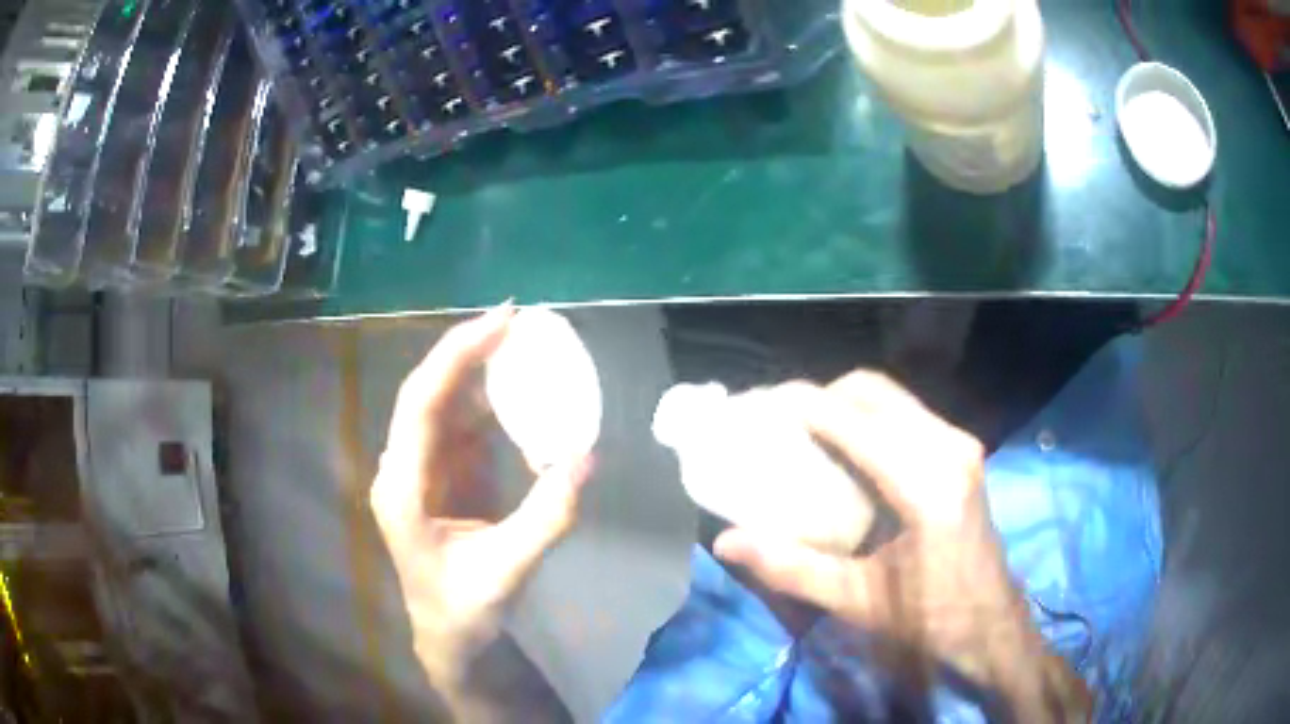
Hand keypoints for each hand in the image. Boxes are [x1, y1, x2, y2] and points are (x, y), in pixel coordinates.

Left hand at [370, 305, 592, 716]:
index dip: (457, 356)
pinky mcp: (442, 476)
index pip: (422, 404)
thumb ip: (546, 517)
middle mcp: (404, 468)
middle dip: (468, 351)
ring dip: (479, 372)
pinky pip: (461, 426)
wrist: (449, 636)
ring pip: (444, 404)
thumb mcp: (507, 570)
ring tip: (522, 346)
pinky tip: (517, 393)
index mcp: (403, 488)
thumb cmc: (465, 610)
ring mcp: (421, 470)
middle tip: (517, 320)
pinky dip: (489, 404)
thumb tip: (587, 457)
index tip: (501, 323)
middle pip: (429, 392)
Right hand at [713, 372, 1088, 719]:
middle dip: (816, 398)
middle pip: (870, 391)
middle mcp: (948, 447)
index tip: (752, 408)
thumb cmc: (930, 620)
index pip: (850, 421)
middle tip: (775, 427)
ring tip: (801, 435)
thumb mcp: (858, 602)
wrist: (991, 625)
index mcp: (926, 486)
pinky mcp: (962, 451)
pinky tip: (842, 450)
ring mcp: (960, 444)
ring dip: (841, 405)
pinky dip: (865, 418)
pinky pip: (904, 413)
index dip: (796, 405)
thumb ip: (792, 568)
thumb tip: (726, 540)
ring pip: (889, 397)